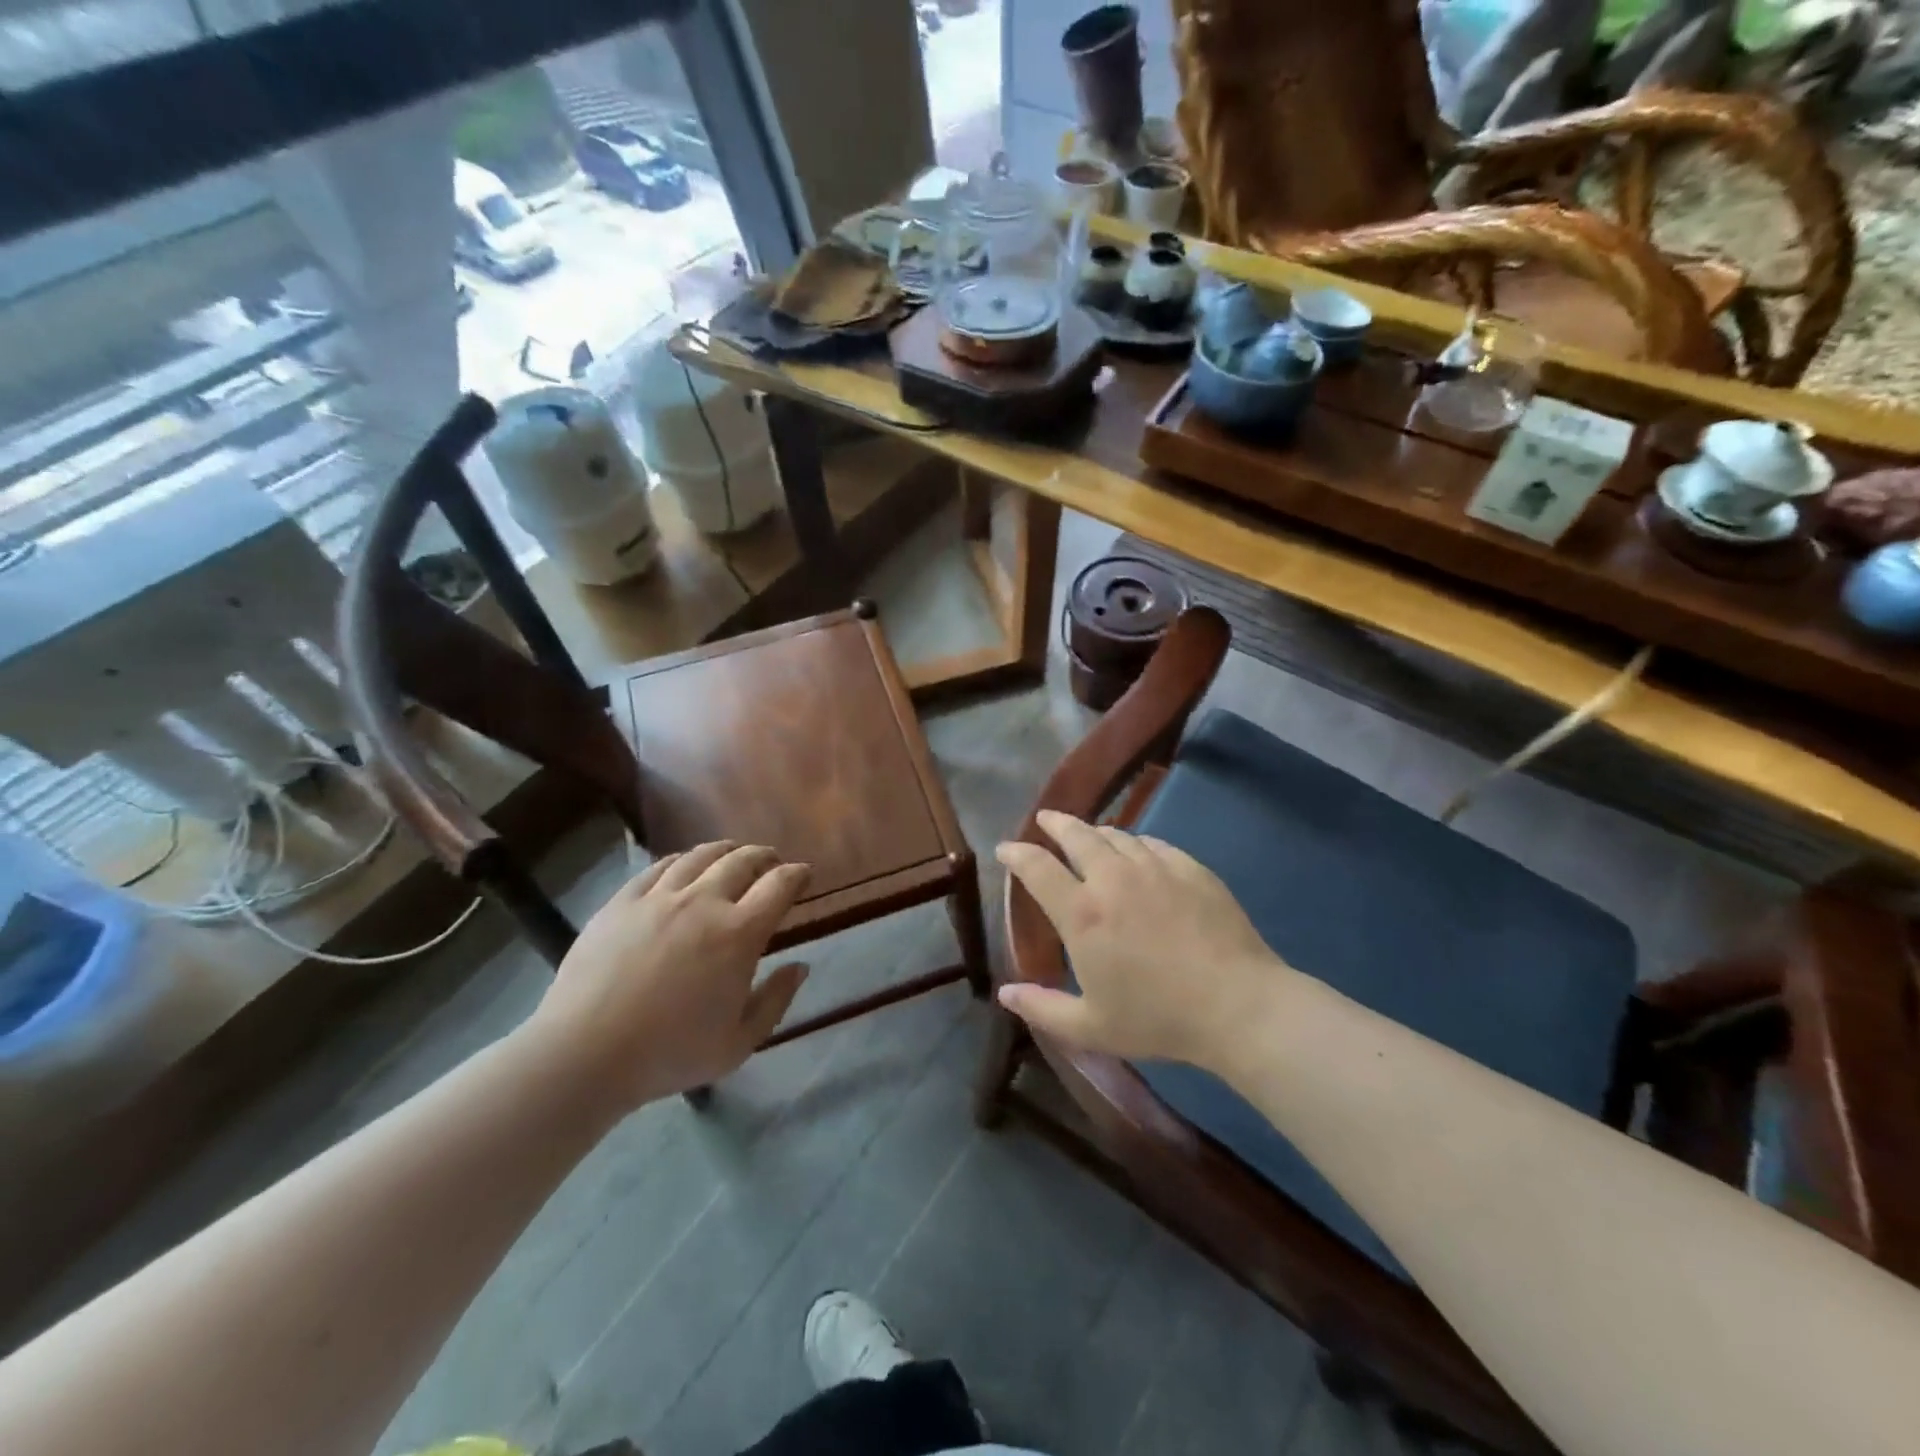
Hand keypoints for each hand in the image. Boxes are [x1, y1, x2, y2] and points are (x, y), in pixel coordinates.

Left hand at [524, 842, 810, 1111]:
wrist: (584, 1054)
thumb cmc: (669, 1053)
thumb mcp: (738, 1043)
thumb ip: (776, 1001)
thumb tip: (800, 966)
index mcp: (739, 934)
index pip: (779, 885)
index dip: (797, 874)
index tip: (804, 876)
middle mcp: (703, 902)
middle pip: (742, 860)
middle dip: (764, 856)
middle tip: (771, 862)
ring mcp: (659, 897)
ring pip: (701, 855)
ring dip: (725, 851)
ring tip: (732, 854)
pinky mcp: (622, 901)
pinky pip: (659, 866)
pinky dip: (681, 860)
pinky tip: (683, 865)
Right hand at [994, 811, 1293, 1066]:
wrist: (1238, 1005)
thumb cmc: (1158, 1018)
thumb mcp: (1091, 1027)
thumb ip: (1042, 1008)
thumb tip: (1005, 993)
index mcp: (1082, 913)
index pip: (1037, 867)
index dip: (1016, 854)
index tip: (1006, 848)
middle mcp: (1113, 877)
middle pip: (1076, 834)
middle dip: (1055, 823)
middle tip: (1046, 819)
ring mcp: (1155, 867)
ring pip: (1116, 835)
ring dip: (1095, 831)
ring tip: (1089, 835)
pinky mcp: (1190, 867)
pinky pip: (1153, 843)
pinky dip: (1135, 843)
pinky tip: (1137, 851)